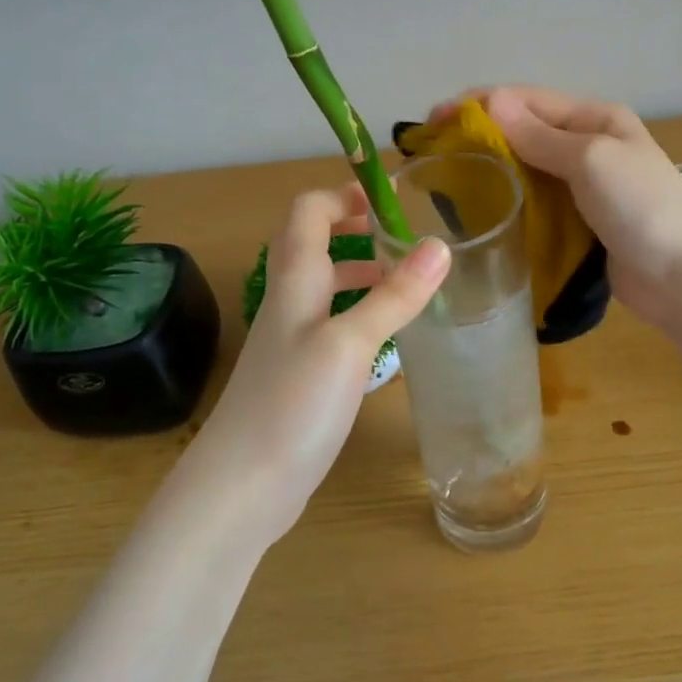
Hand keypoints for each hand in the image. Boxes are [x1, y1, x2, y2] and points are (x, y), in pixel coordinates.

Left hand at [189, 184, 448, 541]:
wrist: (242, 487)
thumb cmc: (292, 404)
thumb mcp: (350, 343)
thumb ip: (394, 295)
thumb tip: (440, 245)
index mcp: (295, 280)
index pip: (309, 211)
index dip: (345, 194)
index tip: (392, 197)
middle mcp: (290, 302)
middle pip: (316, 244)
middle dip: (358, 229)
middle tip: (405, 237)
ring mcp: (293, 340)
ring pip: (327, 287)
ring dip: (363, 272)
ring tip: (408, 281)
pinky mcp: (301, 375)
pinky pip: (333, 324)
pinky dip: (362, 313)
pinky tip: (389, 336)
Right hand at [443, 87, 681, 331]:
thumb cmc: (641, 207)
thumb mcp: (590, 160)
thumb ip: (539, 135)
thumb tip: (491, 101)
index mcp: (596, 118)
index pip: (527, 100)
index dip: (479, 105)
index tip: (433, 119)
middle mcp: (589, 145)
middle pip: (525, 132)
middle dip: (480, 135)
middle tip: (432, 150)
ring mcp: (585, 186)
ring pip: (527, 168)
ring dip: (491, 168)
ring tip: (446, 178)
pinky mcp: (580, 222)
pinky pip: (537, 202)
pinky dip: (509, 201)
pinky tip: (481, 209)